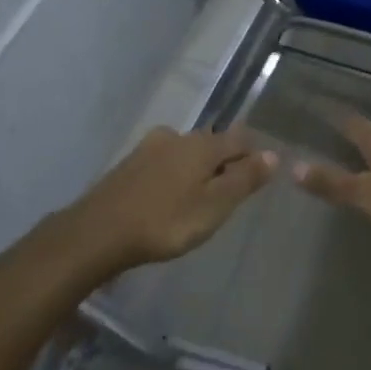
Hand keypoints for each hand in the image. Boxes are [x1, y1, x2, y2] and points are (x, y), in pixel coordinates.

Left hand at [69, 127, 277, 272]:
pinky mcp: (129, 165)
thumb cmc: (166, 221)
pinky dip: (175, 175)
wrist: (98, 233)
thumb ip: (244, 179)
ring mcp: (149, 148)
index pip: (239, 140)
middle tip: (232, 190)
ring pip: (186, 152)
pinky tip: (171, 196)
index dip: (253, 155)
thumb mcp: (214, 205)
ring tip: (202, 195)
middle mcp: (177, 137)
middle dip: (225, 161)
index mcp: (202, 145)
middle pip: (212, 143)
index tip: (260, 177)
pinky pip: (164, 163)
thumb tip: (272, 155)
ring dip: (198, 168)